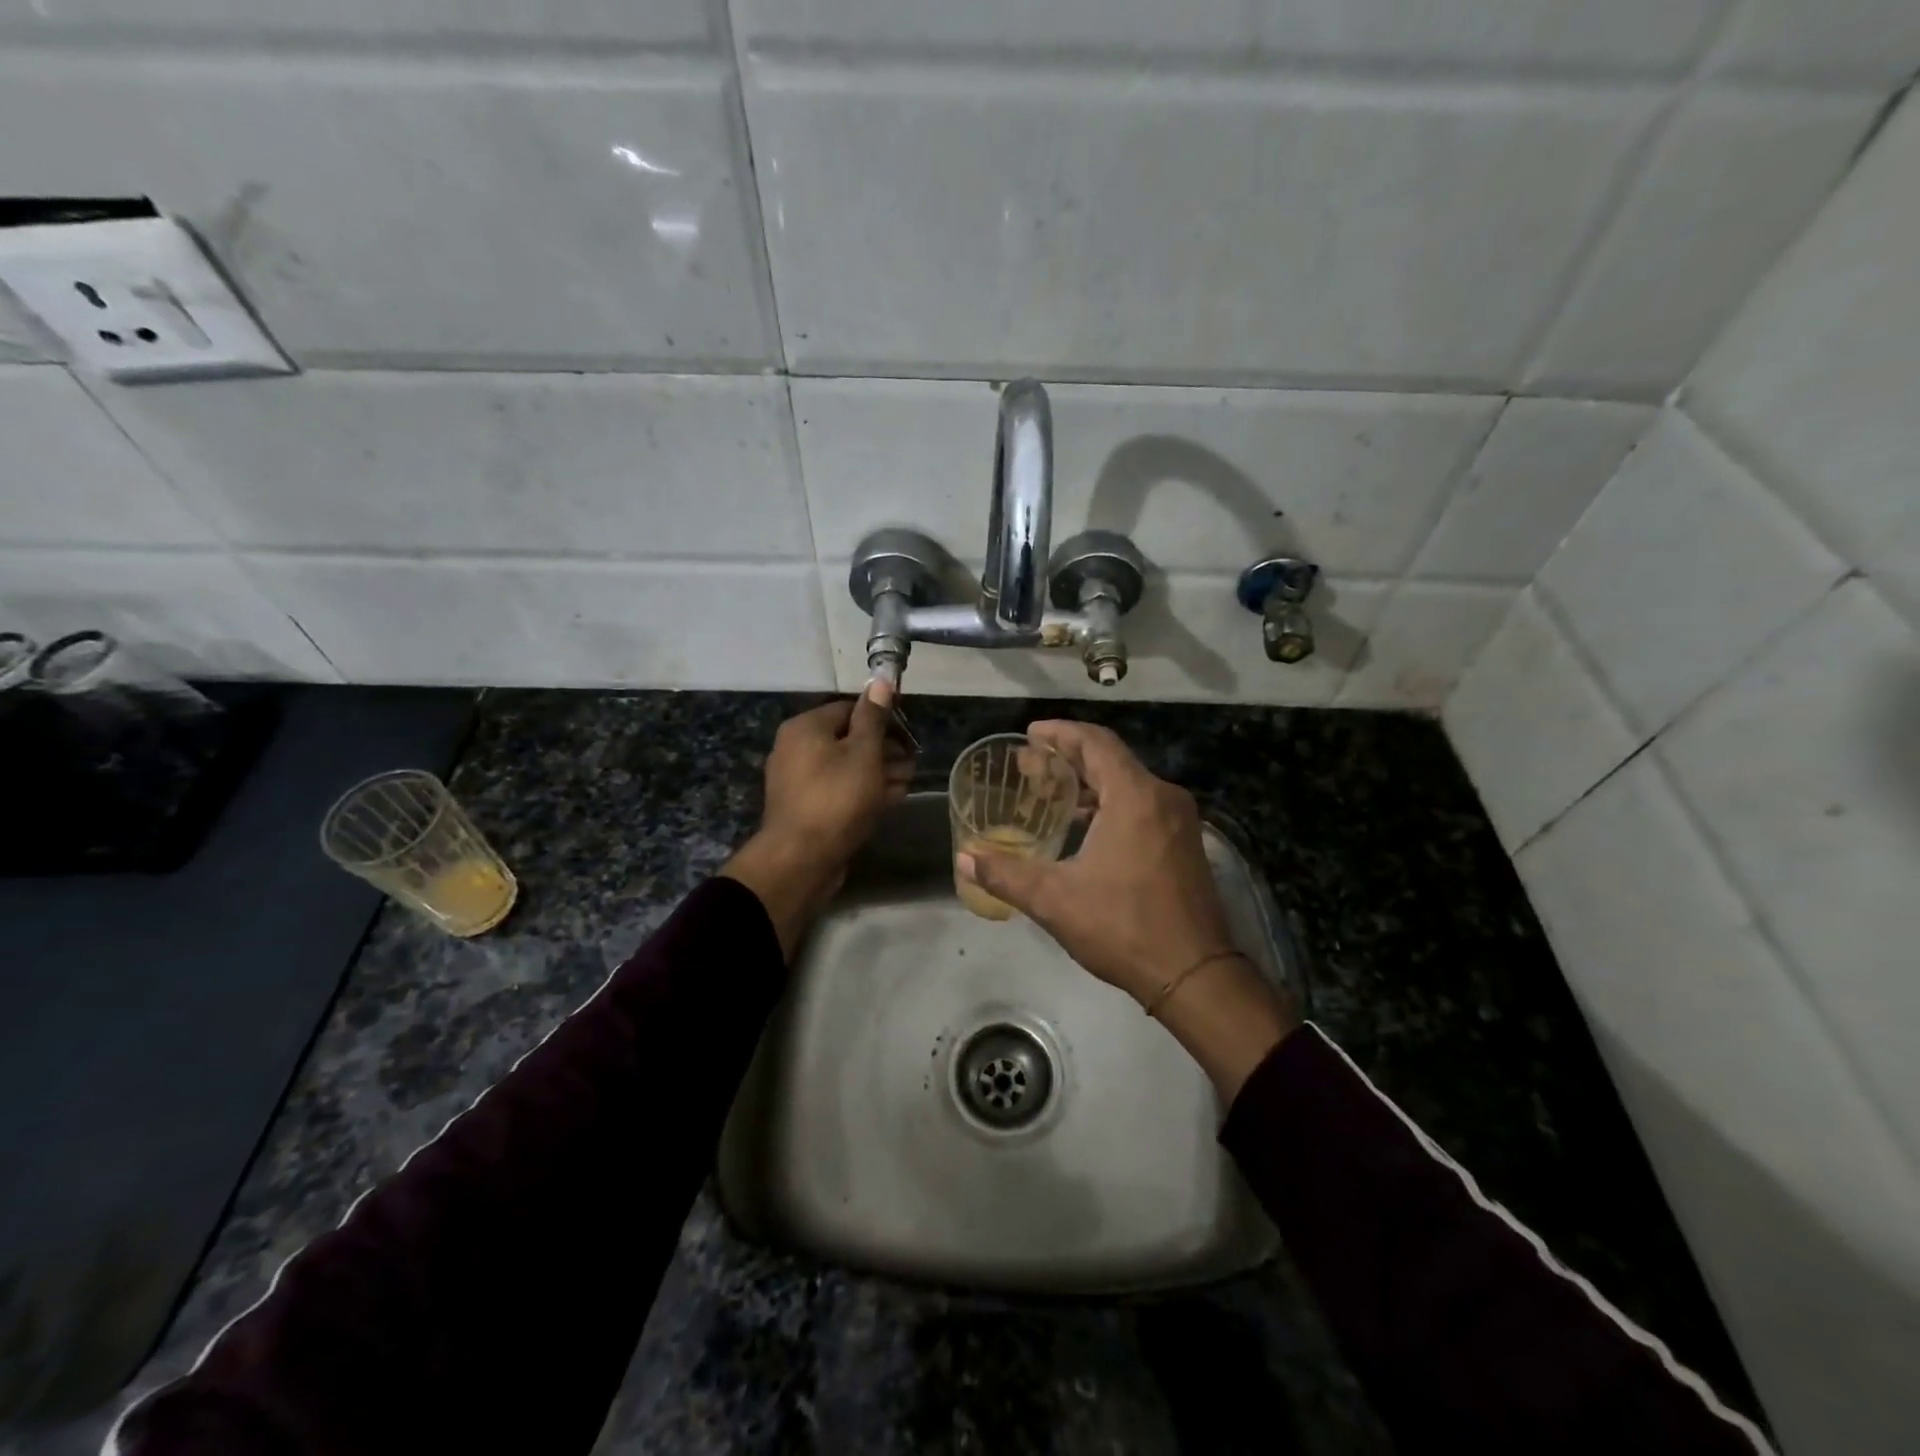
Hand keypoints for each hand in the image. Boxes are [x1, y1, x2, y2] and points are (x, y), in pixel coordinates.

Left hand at [721, 681, 913, 957]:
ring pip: (846, 767)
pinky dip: (864, 791)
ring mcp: (800, 781)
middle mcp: (797, 749)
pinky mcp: (808, 808)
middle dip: (884, 749)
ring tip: (907, 780)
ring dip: (879, 772)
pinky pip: (839, 791)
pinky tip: (890, 798)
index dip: (883, 719)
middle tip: (913, 761)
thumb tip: (880, 680)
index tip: (909, 734)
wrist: (801, 859)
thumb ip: (873, 717)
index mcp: (806, 727)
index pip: (849, 709)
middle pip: (848, 739)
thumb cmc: (837, 797)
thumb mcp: (863, 752)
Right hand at [957, 720, 1295, 1098]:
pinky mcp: (1185, 843)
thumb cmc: (1123, 927)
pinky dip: (1111, 803)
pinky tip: (1085, 827)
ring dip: (1090, 783)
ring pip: (1129, 783)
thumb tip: (965, 858)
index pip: (1095, 742)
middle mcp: (1162, 797)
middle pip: (1111, 759)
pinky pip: (1143, 805)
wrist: (1195, 974)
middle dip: (1069, 757)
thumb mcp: (1055, 900)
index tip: (1031, 734)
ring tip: (1052, 793)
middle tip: (1030, 765)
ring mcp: (1179, 821)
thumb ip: (1006, 874)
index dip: (1060, 732)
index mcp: (1134, 796)